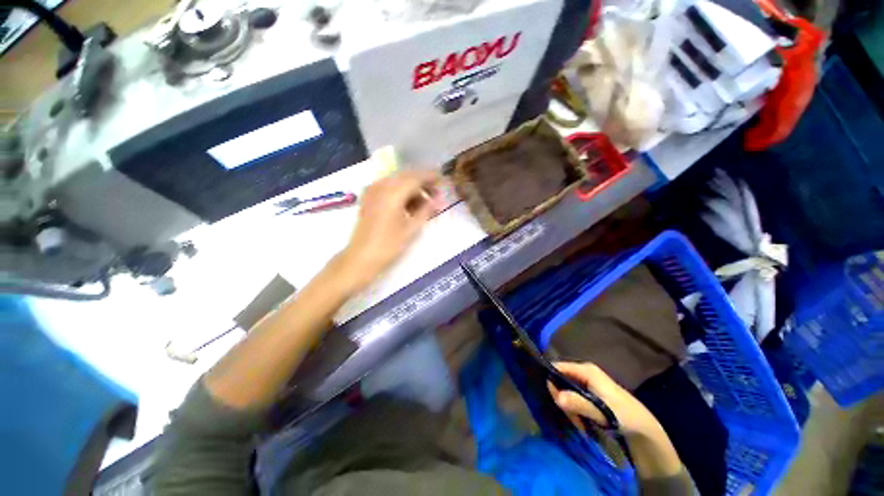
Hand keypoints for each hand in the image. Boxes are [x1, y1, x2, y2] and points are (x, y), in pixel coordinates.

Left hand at [336, 170, 443, 292]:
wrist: (361, 257)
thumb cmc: (388, 245)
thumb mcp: (411, 228)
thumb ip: (426, 210)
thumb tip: (439, 199)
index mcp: (393, 193)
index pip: (416, 177)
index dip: (431, 177)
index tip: (443, 181)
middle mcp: (381, 186)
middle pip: (406, 176)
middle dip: (423, 182)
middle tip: (436, 194)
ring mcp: (373, 191)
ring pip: (397, 181)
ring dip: (412, 188)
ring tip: (424, 204)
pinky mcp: (369, 198)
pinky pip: (388, 187)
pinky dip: (401, 192)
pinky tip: (408, 205)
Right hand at [551, 362, 684, 479]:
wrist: (644, 429)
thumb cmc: (623, 415)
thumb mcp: (601, 410)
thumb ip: (578, 403)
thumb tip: (557, 397)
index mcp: (585, 369)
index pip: (557, 367)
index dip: (551, 380)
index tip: (553, 400)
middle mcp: (583, 371)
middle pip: (560, 379)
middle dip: (562, 398)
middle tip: (572, 417)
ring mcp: (586, 382)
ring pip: (565, 390)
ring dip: (569, 407)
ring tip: (579, 422)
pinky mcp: (588, 393)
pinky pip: (572, 397)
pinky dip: (574, 409)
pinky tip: (581, 421)